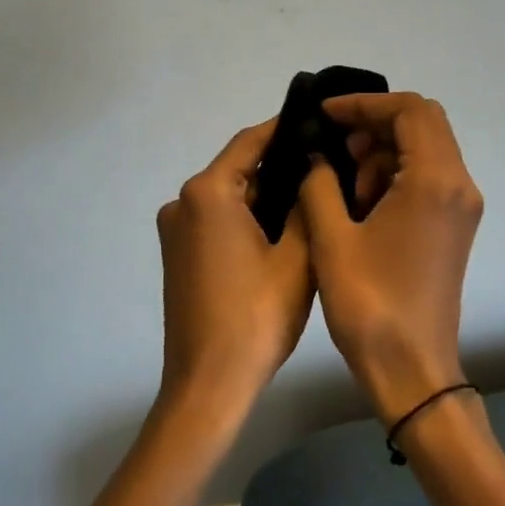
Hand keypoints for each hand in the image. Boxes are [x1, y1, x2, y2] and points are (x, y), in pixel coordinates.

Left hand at [155, 118, 313, 421]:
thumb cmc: (256, 316)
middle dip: (281, 168)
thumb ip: (305, 204)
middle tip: (328, 166)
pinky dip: (247, 219)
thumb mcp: (296, 256)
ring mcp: (176, 230)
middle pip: (239, 170)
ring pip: (230, 197)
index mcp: (207, 192)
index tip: (319, 121)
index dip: (285, 129)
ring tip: (314, 196)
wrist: (209, 384)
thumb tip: (311, 171)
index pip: (250, 142)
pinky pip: (218, 220)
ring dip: (266, 197)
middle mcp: (183, 202)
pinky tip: (283, 229)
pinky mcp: (179, 254)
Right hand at [297, 93, 482, 423]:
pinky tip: (360, 200)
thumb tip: (315, 154)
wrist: (411, 369)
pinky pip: (427, 176)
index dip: (364, 103)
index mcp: (434, 180)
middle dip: (373, 123)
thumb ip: (319, 182)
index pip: (409, 110)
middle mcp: (458, 185)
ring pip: (425, 148)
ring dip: (383, 149)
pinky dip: (394, 173)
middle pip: (422, 123)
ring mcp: (461, 206)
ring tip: (341, 178)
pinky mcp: (454, 225)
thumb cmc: (369, 303)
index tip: (325, 115)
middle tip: (332, 145)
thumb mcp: (331, 237)